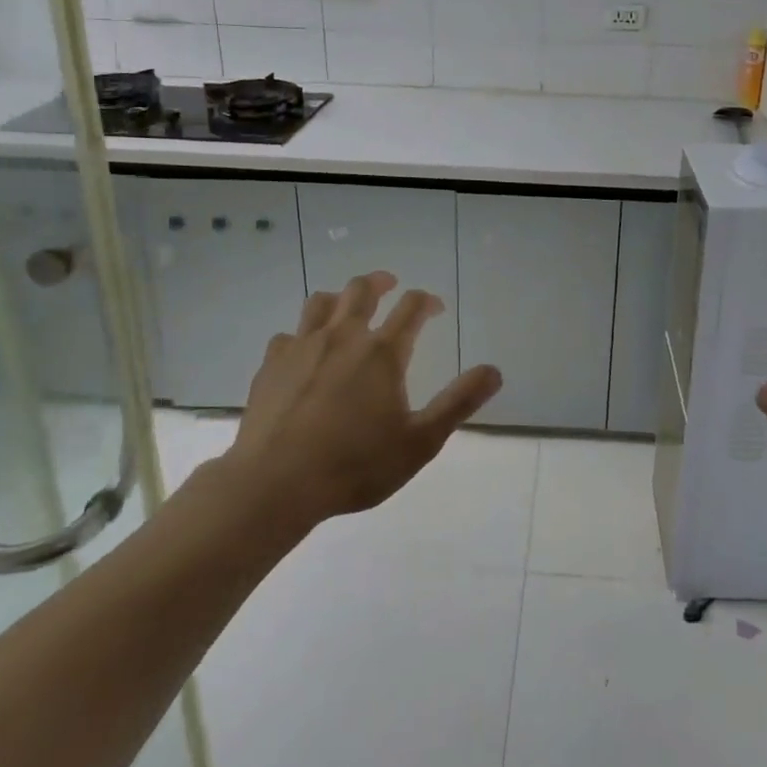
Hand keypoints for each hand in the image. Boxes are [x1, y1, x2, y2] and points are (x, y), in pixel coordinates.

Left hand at [225, 271, 502, 525]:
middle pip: (362, 290)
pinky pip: (289, 334)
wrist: (275, 484)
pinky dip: (302, 334)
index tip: (435, 308)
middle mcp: (344, 336)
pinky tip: (304, 350)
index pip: (411, 307)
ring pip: (322, 302)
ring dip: (340, 297)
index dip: (427, 301)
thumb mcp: (420, 442)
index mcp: (382, 352)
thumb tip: (494, 371)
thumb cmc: (355, 465)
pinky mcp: (272, 364)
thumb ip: (459, 402)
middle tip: (391, 284)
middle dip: (381, 282)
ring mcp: (303, 346)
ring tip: (347, 305)